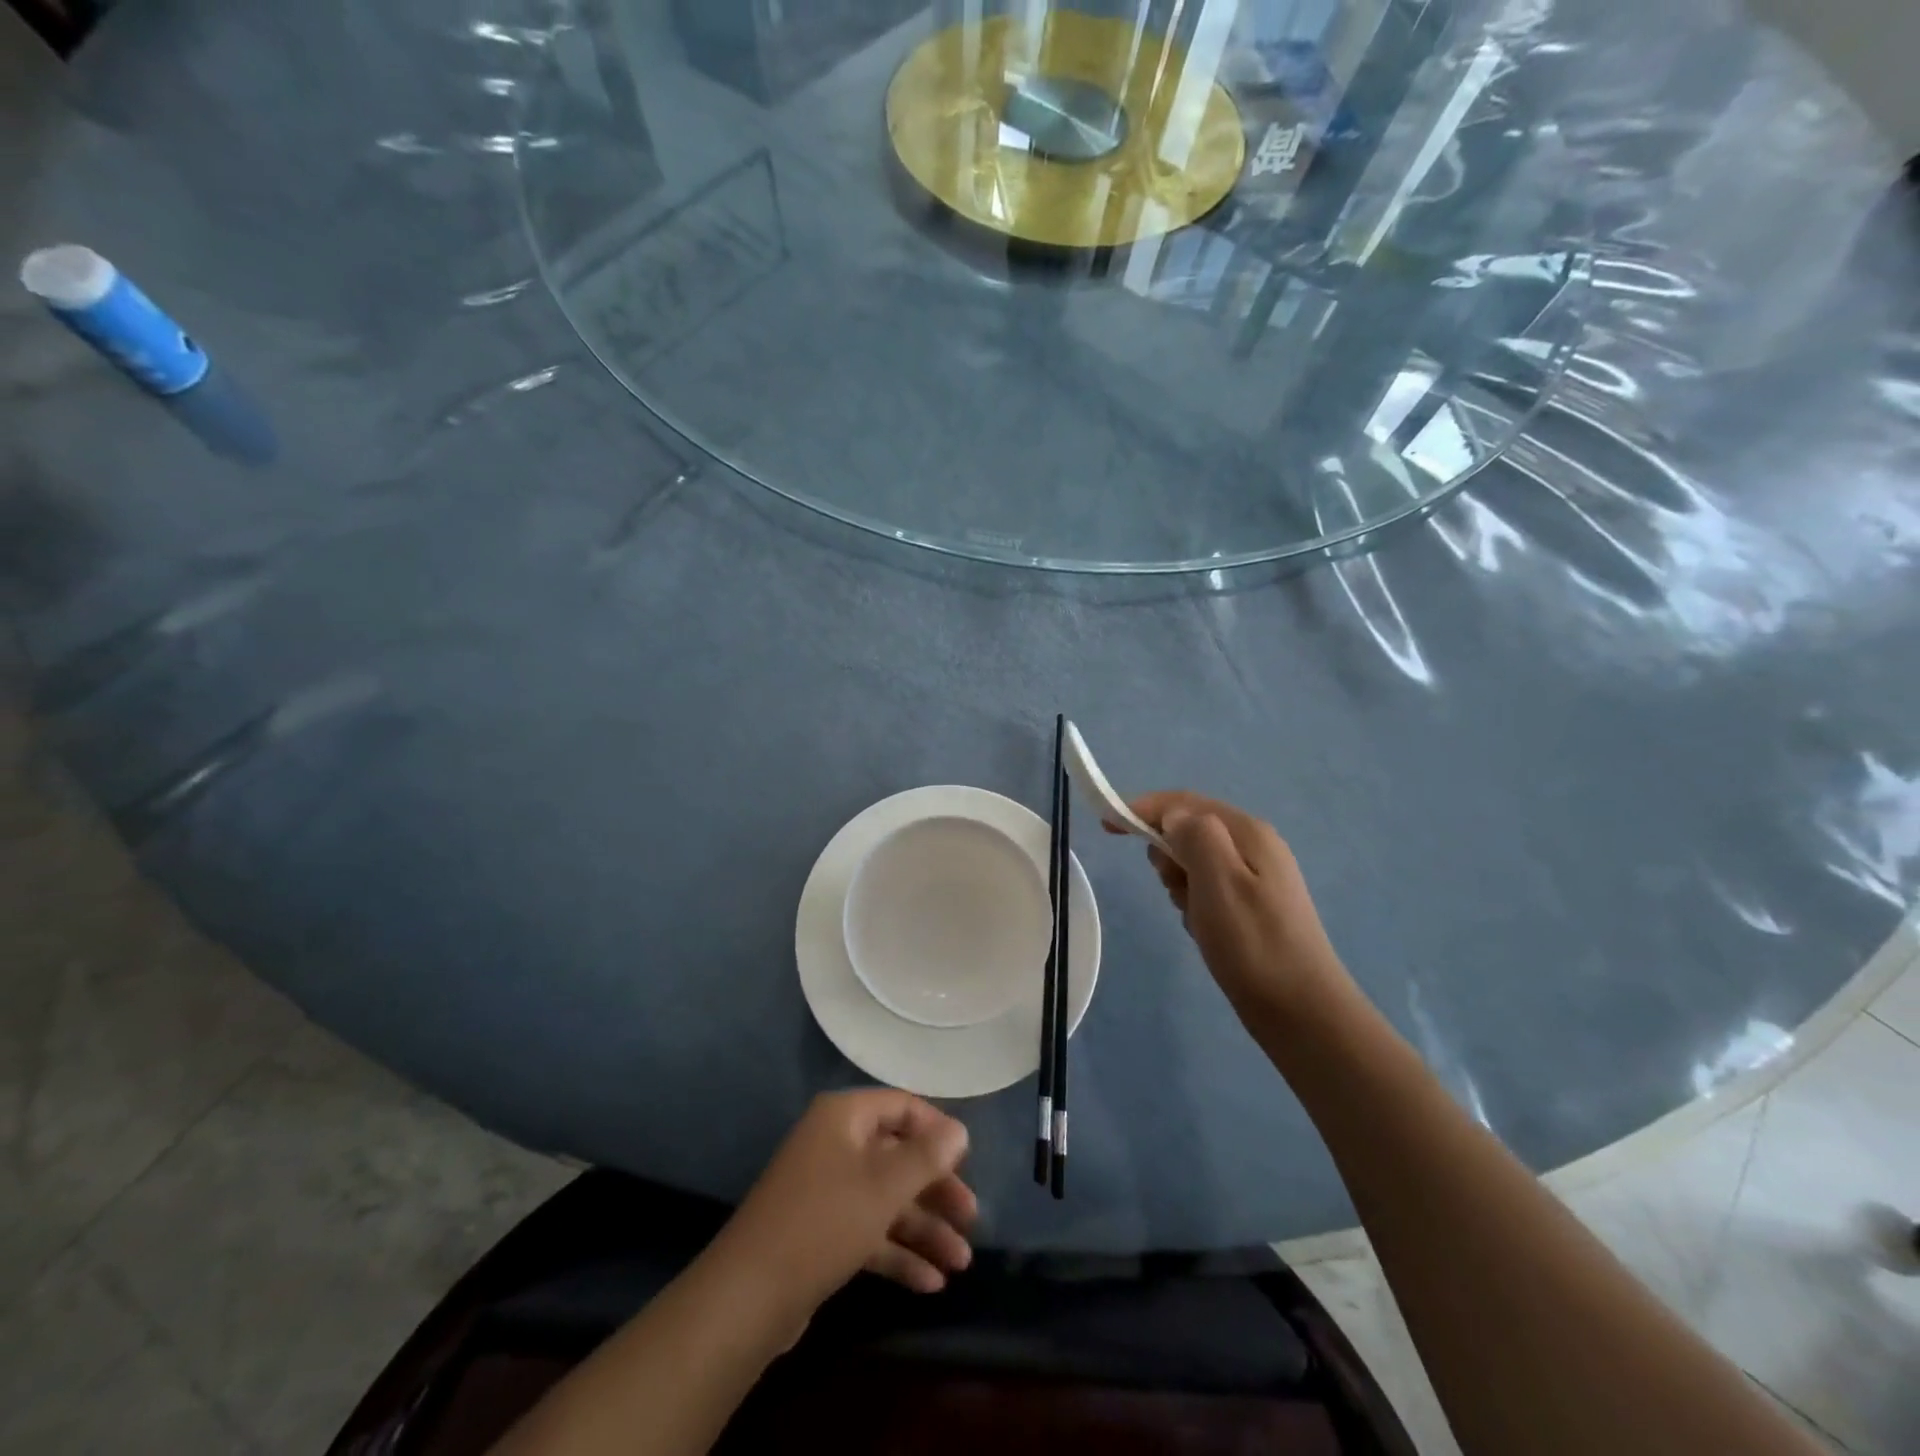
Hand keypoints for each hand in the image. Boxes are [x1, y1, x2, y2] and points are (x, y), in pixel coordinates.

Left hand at [711, 1090, 976, 1320]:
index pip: (902, 1107)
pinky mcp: (821, 1233)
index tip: (968, 1161)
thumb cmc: (824, 1221)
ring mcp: (826, 1190)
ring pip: (886, 1200)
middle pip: (897, 1157)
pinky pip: (868, 1231)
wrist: (749, 1296)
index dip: (937, 1130)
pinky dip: (898, 1253)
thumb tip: (960, 1129)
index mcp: (845, 1118)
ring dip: (924, 1228)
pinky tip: (930, 1282)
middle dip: (936, 1189)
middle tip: (971, 1218)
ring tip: (962, 1262)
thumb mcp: (883, 1186)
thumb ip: (926, 1156)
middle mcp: (835, 1145)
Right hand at [1108, 791, 1354, 1022]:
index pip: (1184, 803)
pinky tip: (1203, 929)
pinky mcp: (1254, 905)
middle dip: (1167, 853)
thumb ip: (1195, 836)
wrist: (1302, 1013)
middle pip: (1190, 829)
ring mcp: (1257, 876)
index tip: (1106, 825)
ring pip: (1196, 860)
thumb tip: (1174, 816)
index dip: (1142, 808)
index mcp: (1248, 832)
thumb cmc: (1253, 944)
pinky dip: (1194, 901)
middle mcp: (1255, 845)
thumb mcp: (1218, 881)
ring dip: (1180, 881)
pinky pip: (1208, 887)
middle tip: (1172, 889)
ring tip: (1192, 915)